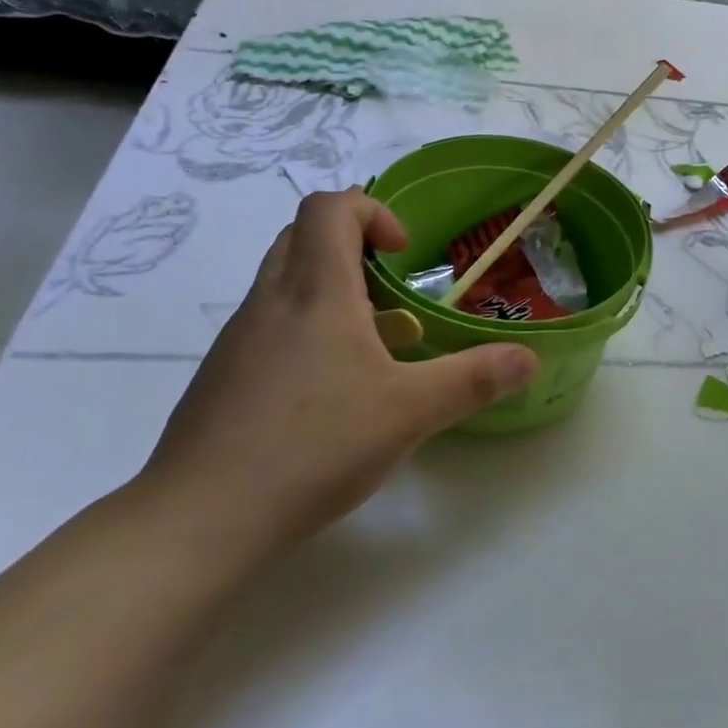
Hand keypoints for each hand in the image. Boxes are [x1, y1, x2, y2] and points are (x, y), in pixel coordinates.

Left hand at [139, 189, 536, 551]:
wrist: (200, 519)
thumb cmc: (314, 445)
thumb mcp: (410, 412)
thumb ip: (473, 379)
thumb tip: (527, 358)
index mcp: (316, 290)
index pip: (330, 207)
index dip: (372, 211)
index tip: (405, 253)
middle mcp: (271, 300)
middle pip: (302, 234)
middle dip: (351, 244)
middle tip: (389, 287)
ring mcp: (239, 339)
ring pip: (283, 280)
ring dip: (329, 289)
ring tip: (371, 344)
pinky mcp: (222, 376)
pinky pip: (267, 324)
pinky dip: (304, 329)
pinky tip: (329, 391)